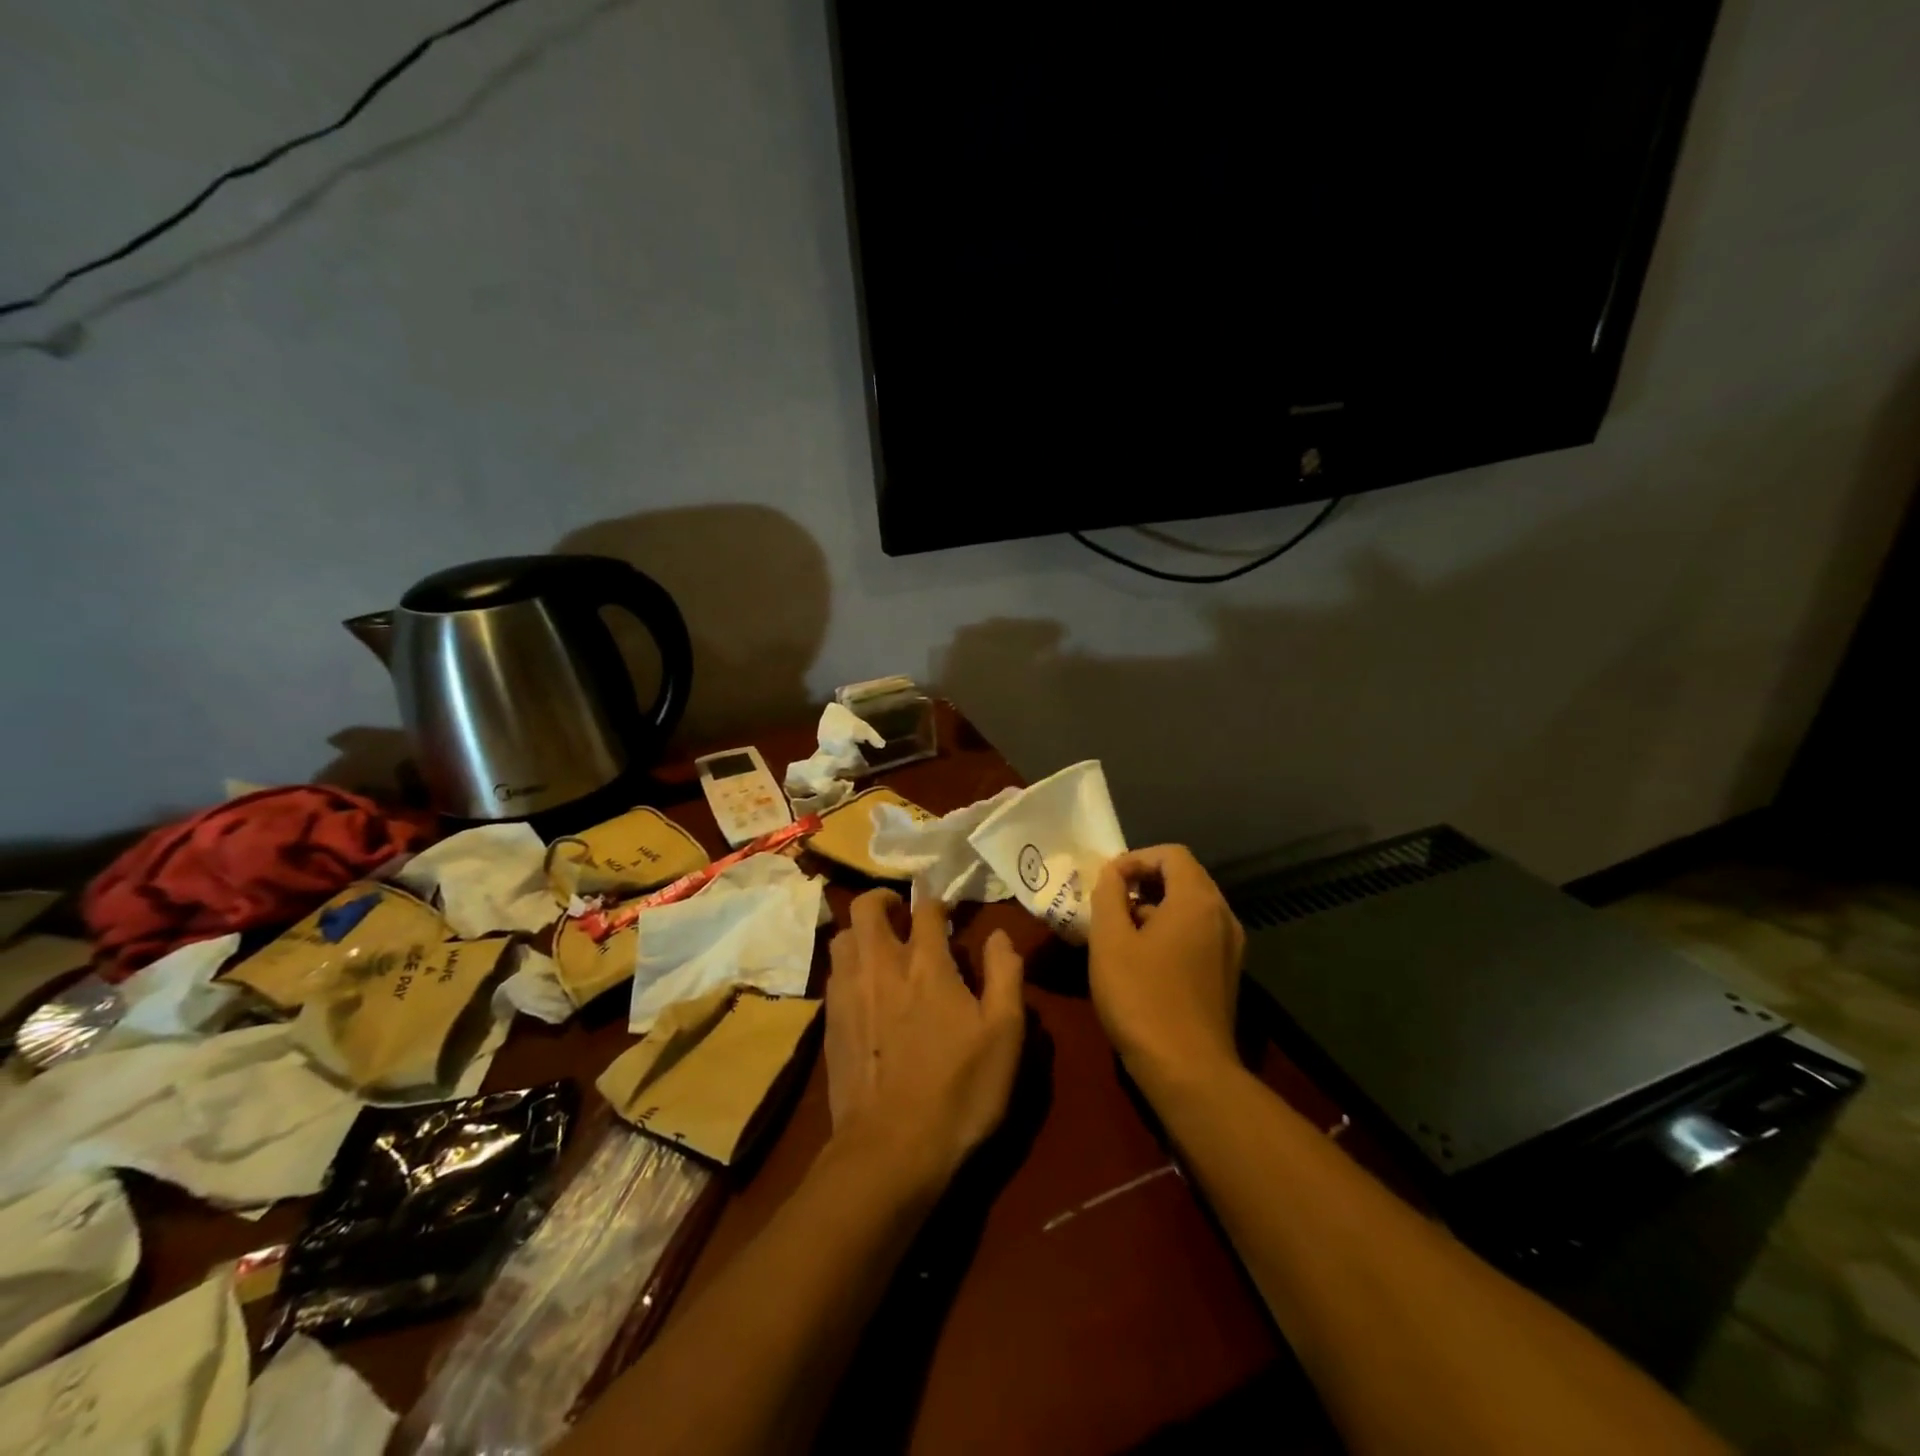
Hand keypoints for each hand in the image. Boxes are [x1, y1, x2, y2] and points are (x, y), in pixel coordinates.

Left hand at [825, 890, 1026, 1190]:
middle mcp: (880, 965)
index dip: (937, 902)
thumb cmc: (959, 1089)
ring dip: (860, 932)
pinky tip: (863, 988)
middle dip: (884, 899)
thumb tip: (998, 934)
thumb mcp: (1004, 1034)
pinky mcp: (830, 1022)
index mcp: (926, 963)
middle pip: (867, 908)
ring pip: (842, 937)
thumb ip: (1004, 974)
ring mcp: (848, 992)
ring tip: (880, 947)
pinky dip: (848, 966)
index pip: (926, 908)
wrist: (891, 1150)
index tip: (946, 910)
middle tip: (902, 913)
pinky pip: (833, 974)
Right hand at [1089, 845, 1245, 1088]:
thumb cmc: (1142, 997)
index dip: (1136, 858)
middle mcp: (1222, 916)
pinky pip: (1199, 933)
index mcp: (1197, 900)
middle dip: (1144, 881)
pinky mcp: (1228, 973)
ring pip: (1192, 907)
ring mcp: (1231, 947)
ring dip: (1156, 907)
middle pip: (1185, 877)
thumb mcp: (1110, 940)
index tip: (1107, 881)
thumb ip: (1108, 894)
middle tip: (1110, 902)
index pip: (1172, 854)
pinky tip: (1143, 959)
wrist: (1188, 1070)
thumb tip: (1113, 872)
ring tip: (1121, 931)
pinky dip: (1171, 930)